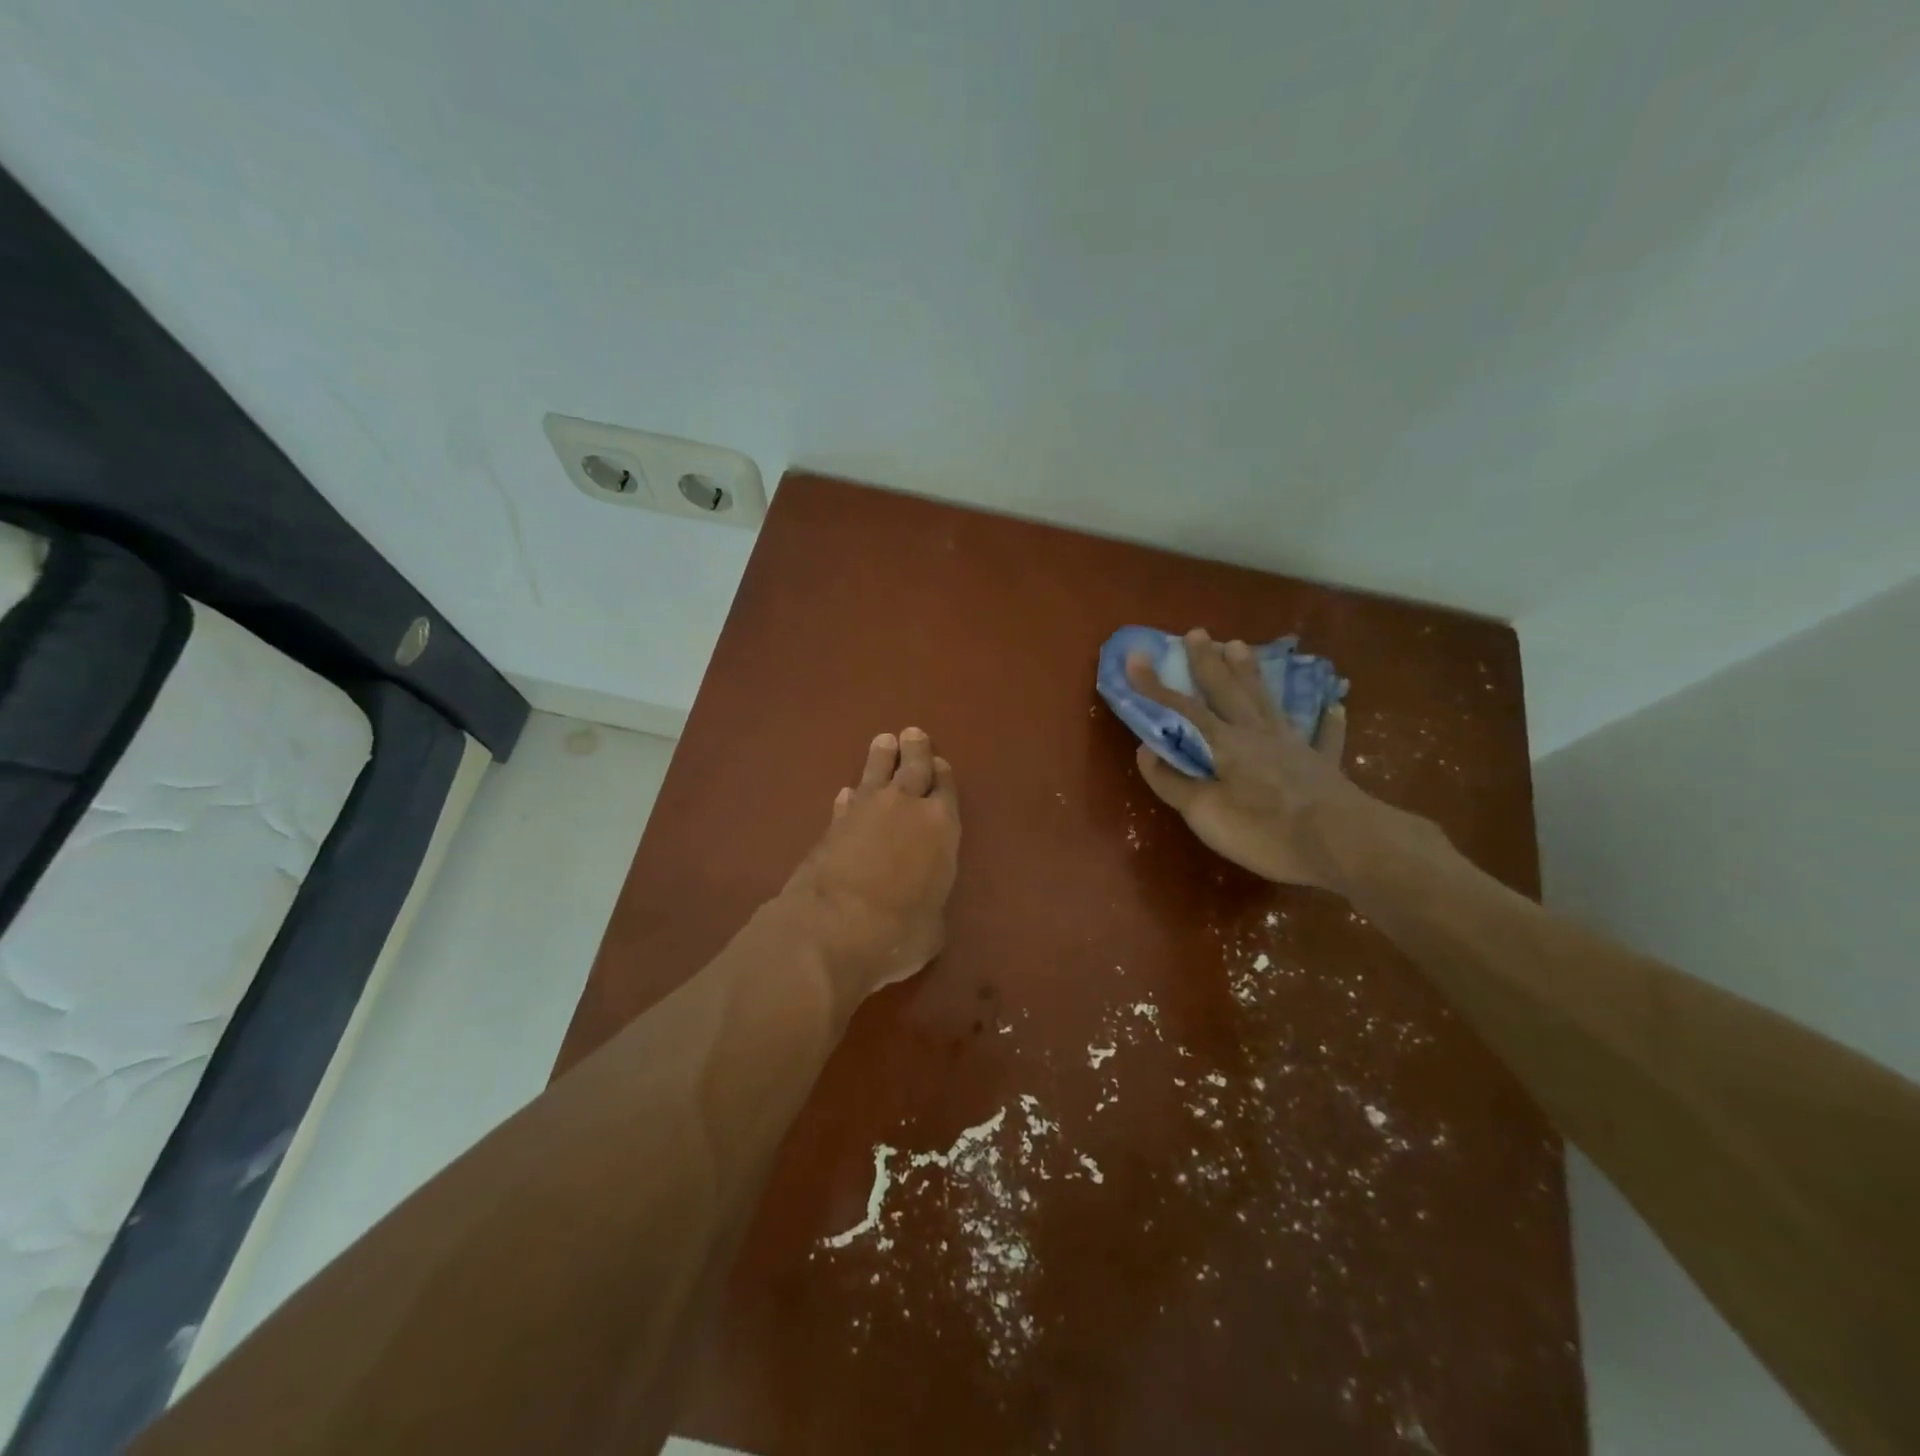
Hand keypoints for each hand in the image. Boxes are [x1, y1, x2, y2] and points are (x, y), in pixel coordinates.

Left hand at [780, 728, 960, 1010]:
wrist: (833, 928)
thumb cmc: (899, 931)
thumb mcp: (932, 926)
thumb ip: (931, 902)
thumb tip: (922, 901)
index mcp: (941, 827)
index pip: (946, 789)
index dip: (943, 775)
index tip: (940, 763)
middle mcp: (906, 808)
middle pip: (913, 768)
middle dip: (915, 750)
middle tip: (913, 733)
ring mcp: (865, 811)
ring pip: (876, 773)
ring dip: (881, 758)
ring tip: (884, 741)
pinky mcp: (832, 825)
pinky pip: (848, 801)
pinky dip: (850, 796)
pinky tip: (848, 793)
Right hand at [1126, 629, 1371, 888]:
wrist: (1339, 843)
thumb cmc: (1263, 830)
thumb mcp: (1204, 813)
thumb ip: (1174, 782)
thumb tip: (1146, 751)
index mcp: (1225, 743)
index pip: (1181, 708)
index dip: (1154, 685)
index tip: (1135, 657)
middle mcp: (1257, 733)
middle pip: (1227, 691)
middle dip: (1207, 662)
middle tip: (1196, 632)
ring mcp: (1293, 745)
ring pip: (1266, 701)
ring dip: (1250, 674)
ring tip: (1240, 646)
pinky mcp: (1323, 765)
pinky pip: (1324, 737)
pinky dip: (1327, 722)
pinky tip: (1333, 708)